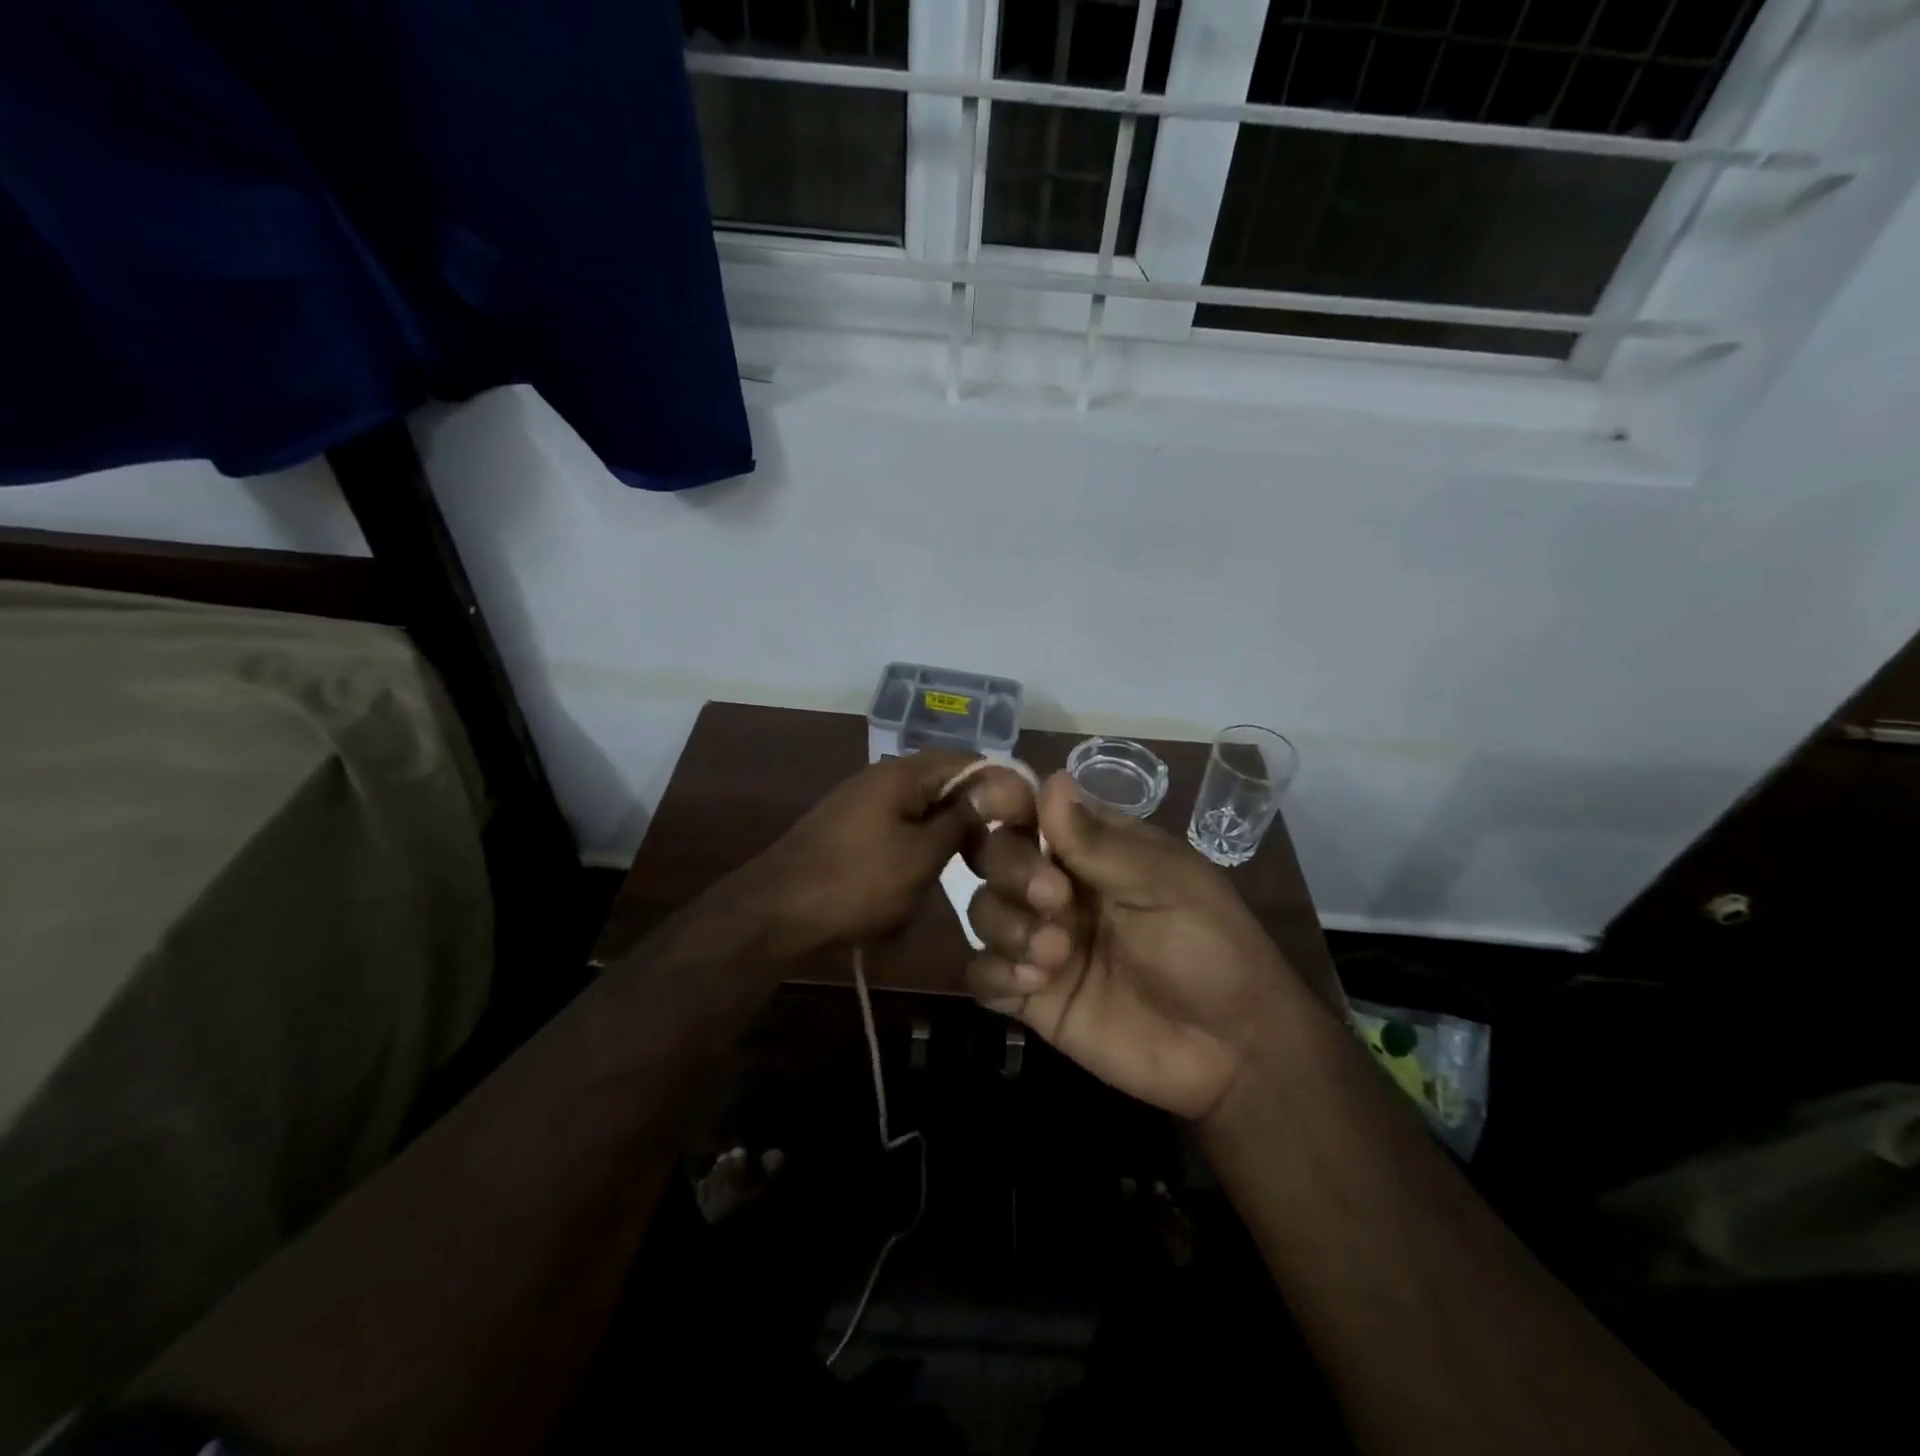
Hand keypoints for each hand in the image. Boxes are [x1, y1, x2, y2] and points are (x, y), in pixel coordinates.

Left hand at [744, 751, 1037, 960]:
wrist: (774, 915)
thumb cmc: (854, 883)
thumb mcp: (920, 854)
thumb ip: (962, 818)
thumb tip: (1002, 784)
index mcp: (902, 773)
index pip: (971, 760)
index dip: (1004, 787)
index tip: (1030, 824)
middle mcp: (884, 779)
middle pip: (948, 785)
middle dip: (979, 817)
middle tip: (1004, 854)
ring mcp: (866, 806)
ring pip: (927, 812)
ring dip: (951, 838)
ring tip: (974, 869)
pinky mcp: (855, 834)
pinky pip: (903, 832)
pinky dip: (924, 851)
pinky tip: (931, 879)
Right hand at [963, 772, 1335, 1121]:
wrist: (1230, 1051)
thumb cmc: (1209, 947)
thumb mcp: (1164, 884)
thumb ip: (1098, 842)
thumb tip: (1050, 779)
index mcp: (1090, 847)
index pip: (1030, 807)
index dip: (1004, 800)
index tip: (997, 805)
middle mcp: (1056, 885)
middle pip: (995, 855)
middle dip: (1012, 870)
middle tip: (1055, 899)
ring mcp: (1039, 940)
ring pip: (983, 910)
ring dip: (1007, 925)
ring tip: (1056, 956)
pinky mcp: (1029, 995)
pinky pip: (980, 974)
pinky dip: (994, 973)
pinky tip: (1033, 985)